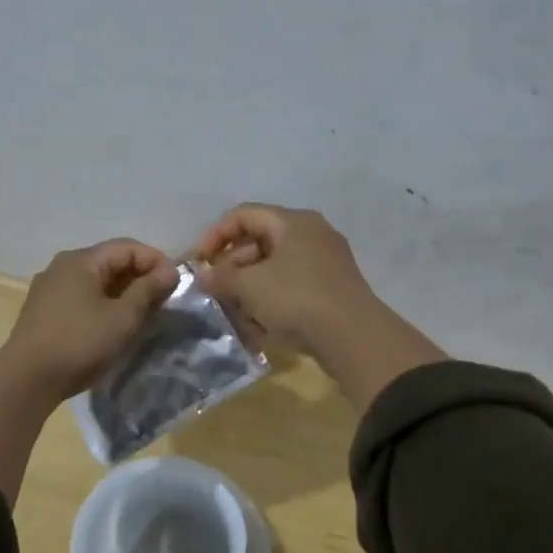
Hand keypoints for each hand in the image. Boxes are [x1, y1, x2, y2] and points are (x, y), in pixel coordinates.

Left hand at [2, 239, 180, 396]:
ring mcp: (50, 288)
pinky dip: (103, 303)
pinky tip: (113, 324)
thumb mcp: (122, 318)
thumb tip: (170, 271)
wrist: (26, 379)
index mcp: (82, 260)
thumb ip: (148, 290)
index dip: (156, 261)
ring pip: (96, 280)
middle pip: (110, 261)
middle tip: (163, 301)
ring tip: (143, 314)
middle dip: (140, 277)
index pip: (128, 247)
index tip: (176, 284)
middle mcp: (63, 265)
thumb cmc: (79, 343)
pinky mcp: (44, 310)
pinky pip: (82, 296)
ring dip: (123, 292)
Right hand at [193, 203, 444, 411]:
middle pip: (259, 241)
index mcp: (293, 222)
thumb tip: (202, 276)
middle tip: (215, 290)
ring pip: (274, 268)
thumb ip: (221, 278)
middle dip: (232, 267)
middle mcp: (312, 234)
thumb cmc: (297, 298)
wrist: (354, 337)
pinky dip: (271, 301)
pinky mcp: (332, 290)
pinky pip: (291, 287)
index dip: (215, 234)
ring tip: (235, 313)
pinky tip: (260, 327)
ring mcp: (325, 262)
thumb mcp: (250, 286)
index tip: (198, 261)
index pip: (244, 215)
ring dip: (249, 289)